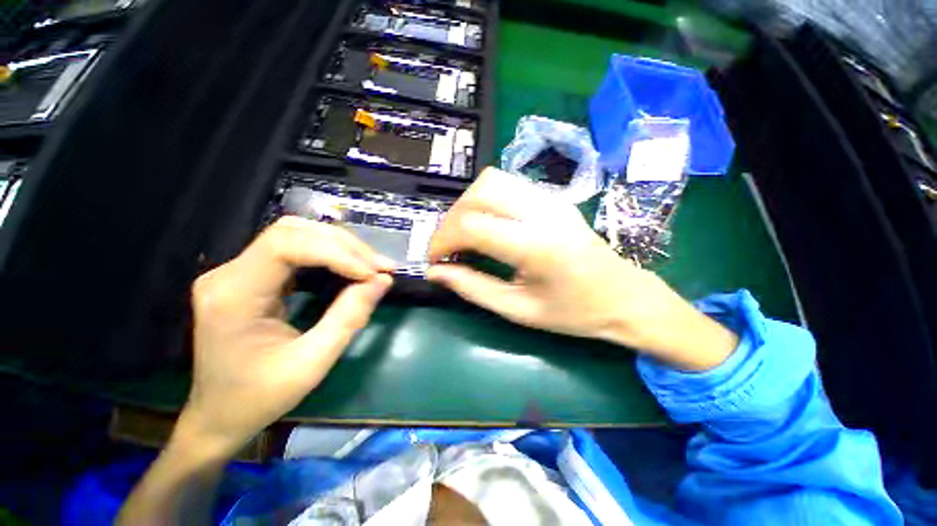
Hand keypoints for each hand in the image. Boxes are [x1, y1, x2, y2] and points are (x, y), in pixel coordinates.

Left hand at [177, 217, 393, 456]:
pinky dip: (330, 254)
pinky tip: (350, 267)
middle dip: (344, 246)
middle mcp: (229, 273)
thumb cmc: (259, 397)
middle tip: (380, 267)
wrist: (218, 416)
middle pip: (293, 232)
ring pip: (296, 235)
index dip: (336, 252)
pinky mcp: (251, 276)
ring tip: (371, 265)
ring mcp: (237, 272)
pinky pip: (295, 250)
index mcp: (234, 294)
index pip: (286, 245)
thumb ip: (349, 318)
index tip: (372, 274)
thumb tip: (383, 281)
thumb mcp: (312, 364)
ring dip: (340, 246)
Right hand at [427, 168, 736, 370]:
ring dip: (467, 205)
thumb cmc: (575, 312)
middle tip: (449, 248)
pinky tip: (487, 225)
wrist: (625, 296)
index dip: (442, 240)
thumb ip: (473, 289)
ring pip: (491, 180)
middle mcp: (543, 212)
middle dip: (451, 219)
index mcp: (536, 245)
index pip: (471, 225)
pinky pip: (507, 185)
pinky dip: (485, 201)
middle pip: (479, 192)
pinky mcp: (553, 198)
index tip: (435, 260)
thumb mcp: (519, 310)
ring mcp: (550, 200)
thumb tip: (436, 272)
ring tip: (464, 235)